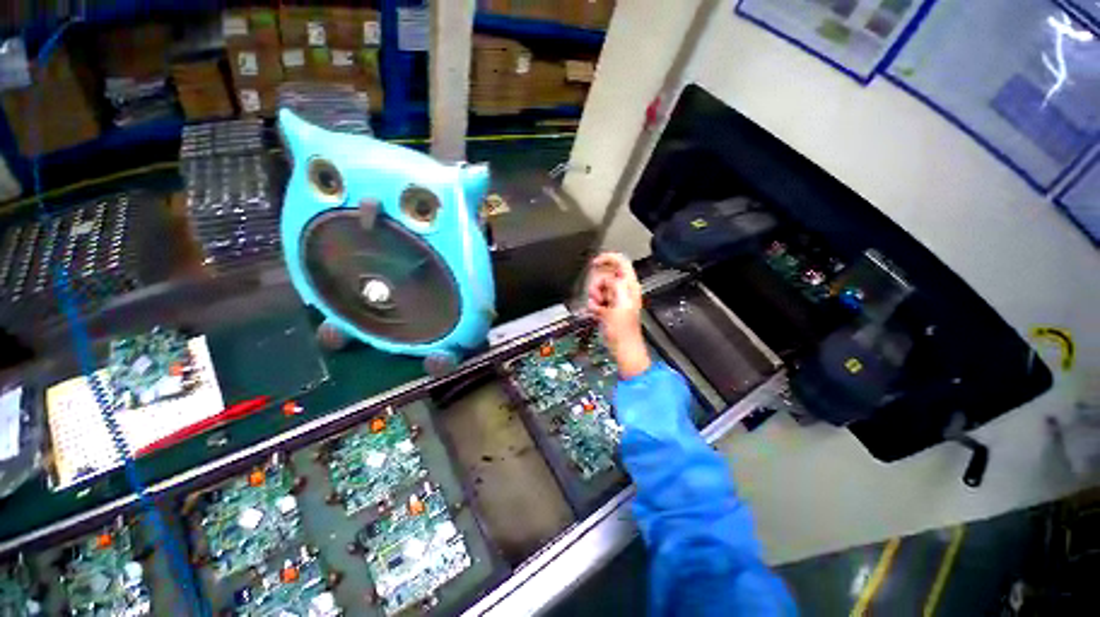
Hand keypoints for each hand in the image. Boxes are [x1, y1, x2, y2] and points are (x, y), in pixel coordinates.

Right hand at [587, 253, 650, 378]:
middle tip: (599, 297)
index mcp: (629, 286)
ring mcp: (614, 299)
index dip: (607, 258)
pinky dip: (593, 305)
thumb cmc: (624, 330)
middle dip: (597, 285)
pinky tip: (597, 313)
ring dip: (594, 297)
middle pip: (605, 275)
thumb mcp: (620, 304)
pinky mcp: (608, 307)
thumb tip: (606, 279)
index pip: (621, 262)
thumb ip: (614, 286)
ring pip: (598, 288)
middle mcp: (622, 290)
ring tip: (598, 307)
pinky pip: (596, 299)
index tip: (594, 263)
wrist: (622, 348)